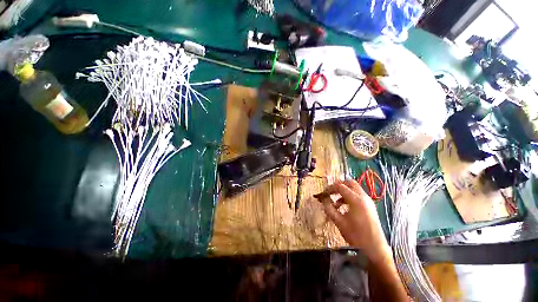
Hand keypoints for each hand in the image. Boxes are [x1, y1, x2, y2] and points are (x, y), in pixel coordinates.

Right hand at [315, 180, 390, 263]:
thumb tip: (323, 200)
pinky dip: (349, 197)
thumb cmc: (357, 236)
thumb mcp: (339, 222)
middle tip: (330, 192)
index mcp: (356, 200)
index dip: (330, 188)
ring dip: (343, 192)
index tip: (323, 193)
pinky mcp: (369, 206)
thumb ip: (329, 209)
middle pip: (349, 183)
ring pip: (354, 189)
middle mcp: (363, 197)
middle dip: (338, 186)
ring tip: (335, 202)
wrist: (375, 250)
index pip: (340, 186)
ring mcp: (368, 201)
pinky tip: (343, 207)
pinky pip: (358, 195)